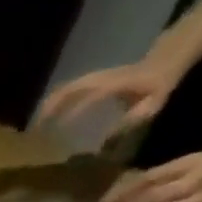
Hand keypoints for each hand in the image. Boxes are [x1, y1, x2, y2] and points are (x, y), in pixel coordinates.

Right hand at [35, 58, 182, 136]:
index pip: (89, 97)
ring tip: (37, 123)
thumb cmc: (158, 85)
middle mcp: (101, 79)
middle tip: (35, 129)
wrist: (166, 59)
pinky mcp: (93, 79)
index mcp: (114, 85)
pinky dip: (56, 99)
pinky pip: (69, 88)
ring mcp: (95, 77)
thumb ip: (130, 121)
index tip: (57, 130)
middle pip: (70, 89)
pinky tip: (49, 113)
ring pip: (66, 87)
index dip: (72, 112)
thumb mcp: (151, 105)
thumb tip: (107, 141)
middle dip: (51, 108)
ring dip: (50, 104)